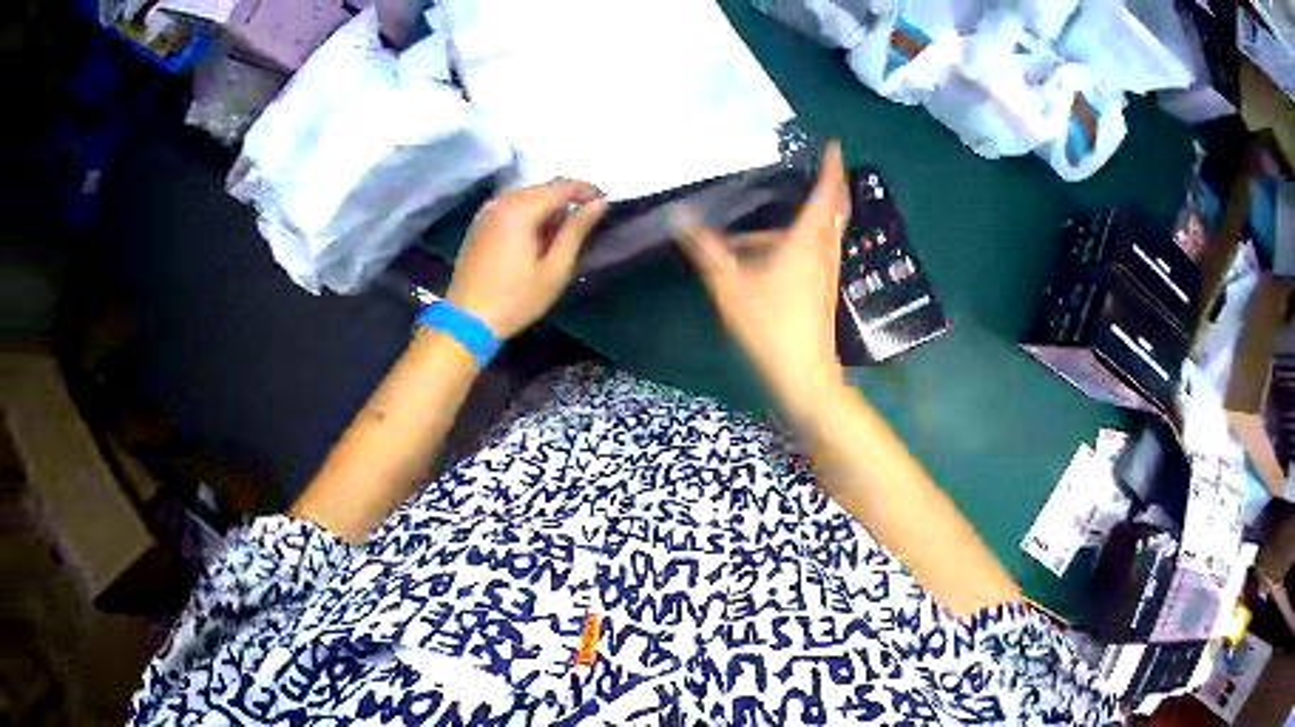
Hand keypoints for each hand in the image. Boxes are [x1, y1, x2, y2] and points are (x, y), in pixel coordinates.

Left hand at [447, 180, 606, 338]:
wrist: (466, 321)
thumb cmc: (515, 300)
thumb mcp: (555, 269)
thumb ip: (577, 231)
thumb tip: (599, 204)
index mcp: (520, 210)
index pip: (562, 186)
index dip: (588, 191)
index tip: (605, 205)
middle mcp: (501, 202)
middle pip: (543, 189)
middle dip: (567, 201)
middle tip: (585, 226)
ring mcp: (486, 212)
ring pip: (527, 198)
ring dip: (548, 210)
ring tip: (561, 238)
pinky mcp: (479, 224)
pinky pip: (512, 208)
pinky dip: (529, 217)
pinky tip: (536, 240)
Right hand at [673, 141, 849, 420]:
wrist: (804, 375)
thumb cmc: (769, 328)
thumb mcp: (729, 287)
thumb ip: (706, 250)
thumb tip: (679, 216)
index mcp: (805, 243)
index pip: (824, 195)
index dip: (831, 168)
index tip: (834, 145)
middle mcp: (823, 252)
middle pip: (833, 209)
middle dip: (830, 185)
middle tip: (820, 166)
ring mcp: (827, 272)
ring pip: (827, 231)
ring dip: (816, 212)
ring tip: (790, 208)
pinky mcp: (824, 288)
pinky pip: (820, 248)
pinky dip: (808, 236)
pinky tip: (776, 251)